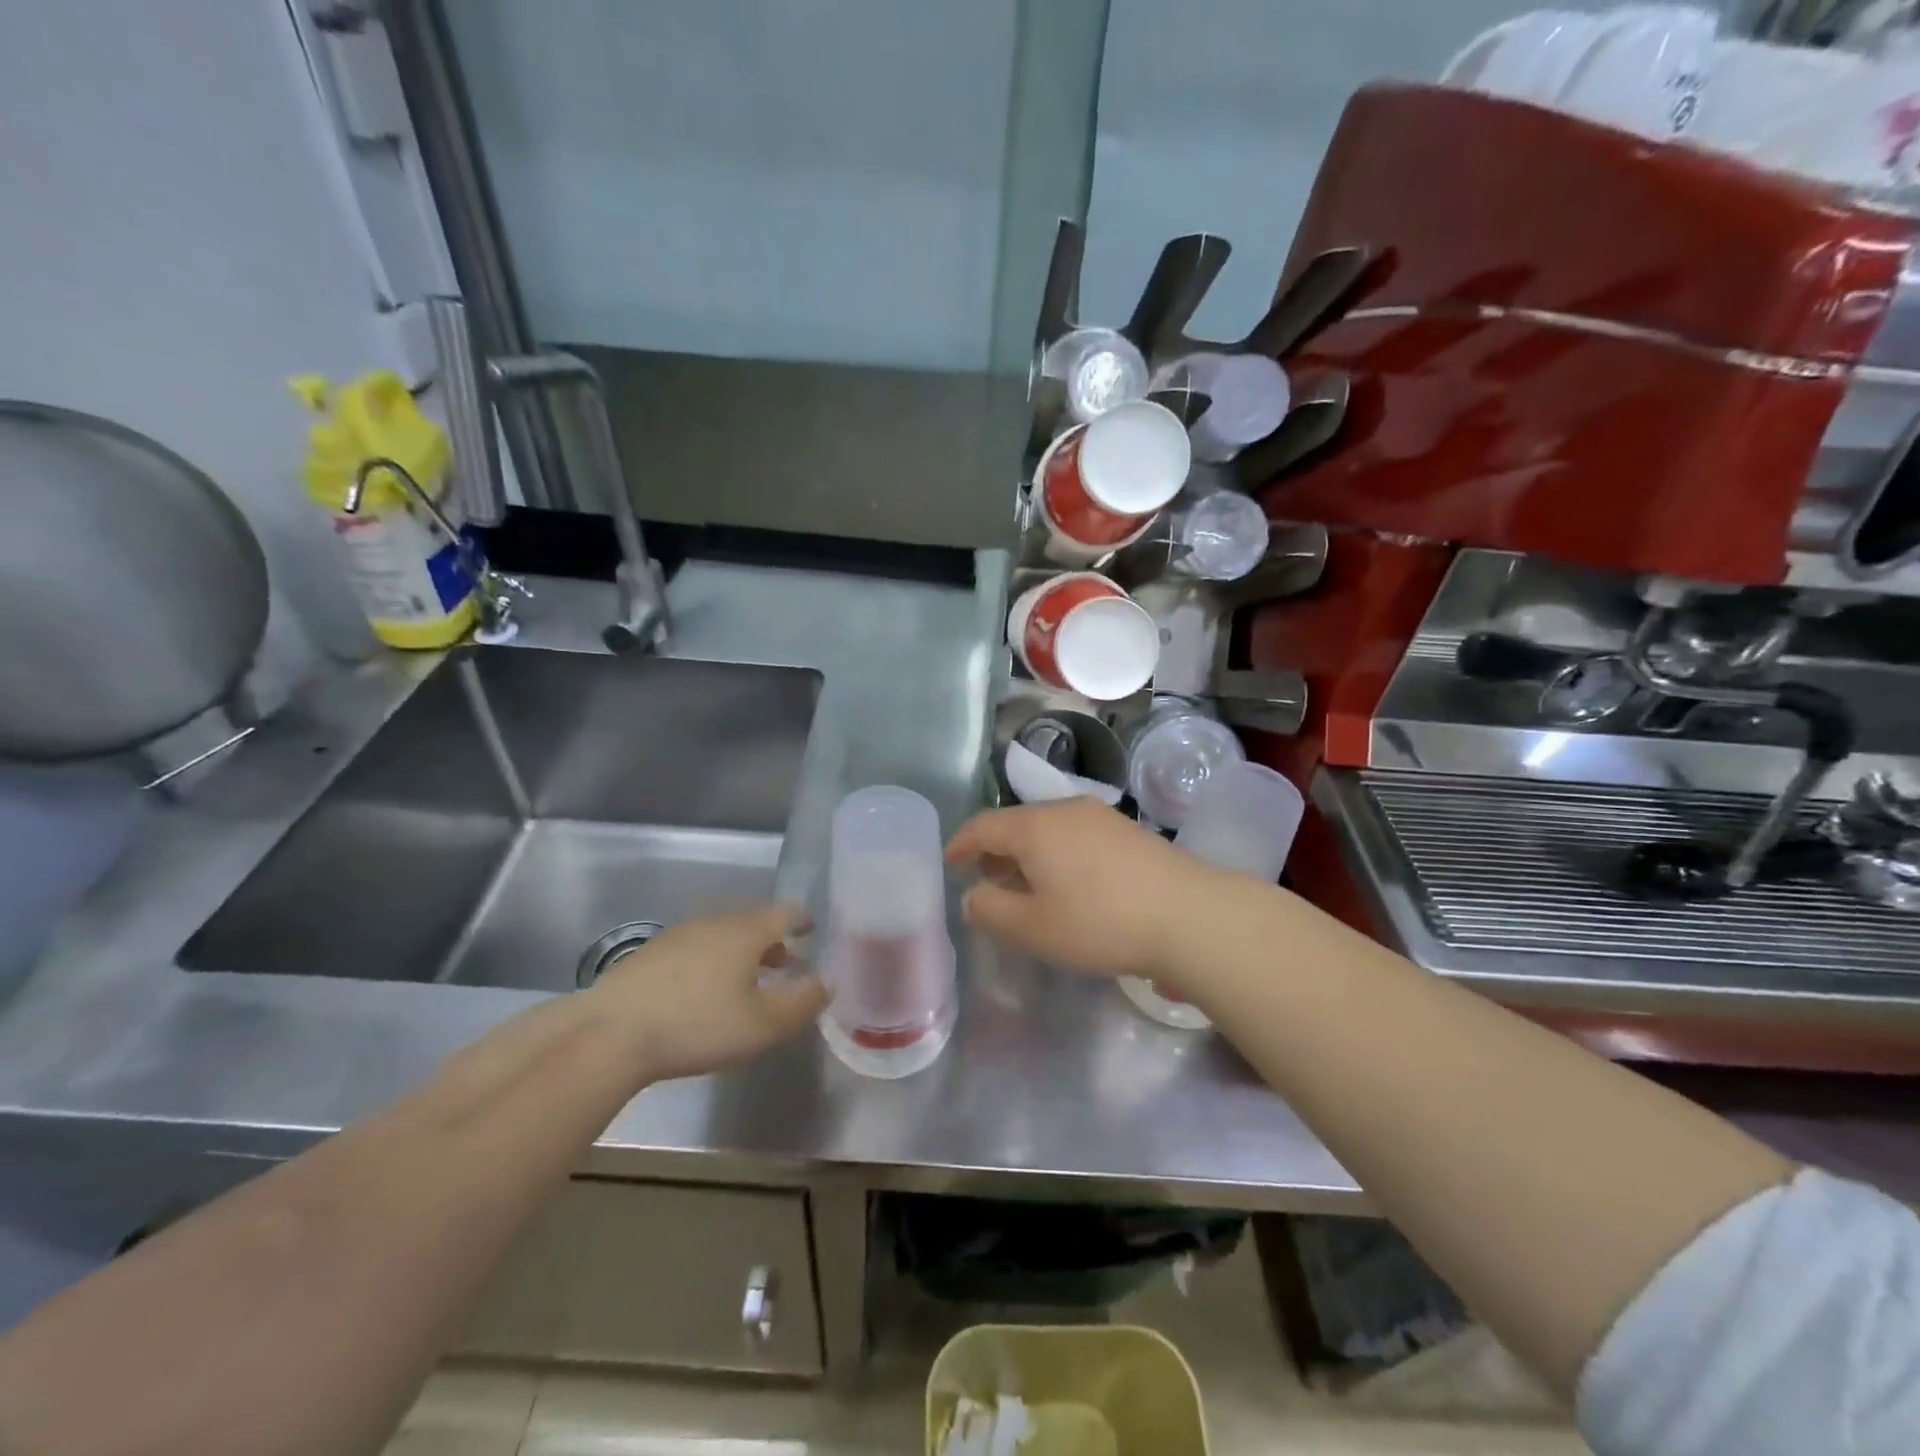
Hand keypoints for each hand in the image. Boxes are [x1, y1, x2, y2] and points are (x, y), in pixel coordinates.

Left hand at [584, 904, 827, 1082]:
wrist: (609, 1034)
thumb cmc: (698, 1024)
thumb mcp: (763, 1024)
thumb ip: (802, 1003)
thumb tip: (827, 983)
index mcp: (746, 931)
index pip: (786, 912)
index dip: (803, 920)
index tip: (813, 931)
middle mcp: (715, 922)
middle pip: (753, 923)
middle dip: (773, 942)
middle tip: (786, 965)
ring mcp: (678, 935)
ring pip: (722, 937)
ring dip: (741, 954)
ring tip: (747, 983)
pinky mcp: (649, 955)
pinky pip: (695, 950)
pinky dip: (711, 963)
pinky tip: (703, 993)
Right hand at [945, 798, 1221, 980]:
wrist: (1189, 915)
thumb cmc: (1100, 922)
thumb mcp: (1034, 928)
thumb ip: (992, 911)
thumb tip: (974, 896)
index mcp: (1034, 827)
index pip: (984, 826)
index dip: (962, 844)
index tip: (950, 862)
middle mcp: (1064, 810)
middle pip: (1016, 823)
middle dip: (995, 851)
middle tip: (985, 881)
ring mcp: (1100, 816)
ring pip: (1048, 829)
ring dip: (1027, 854)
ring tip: (1025, 886)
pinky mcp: (1127, 831)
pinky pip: (1075, 835)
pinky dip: (1056, 854)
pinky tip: (1068, 883)